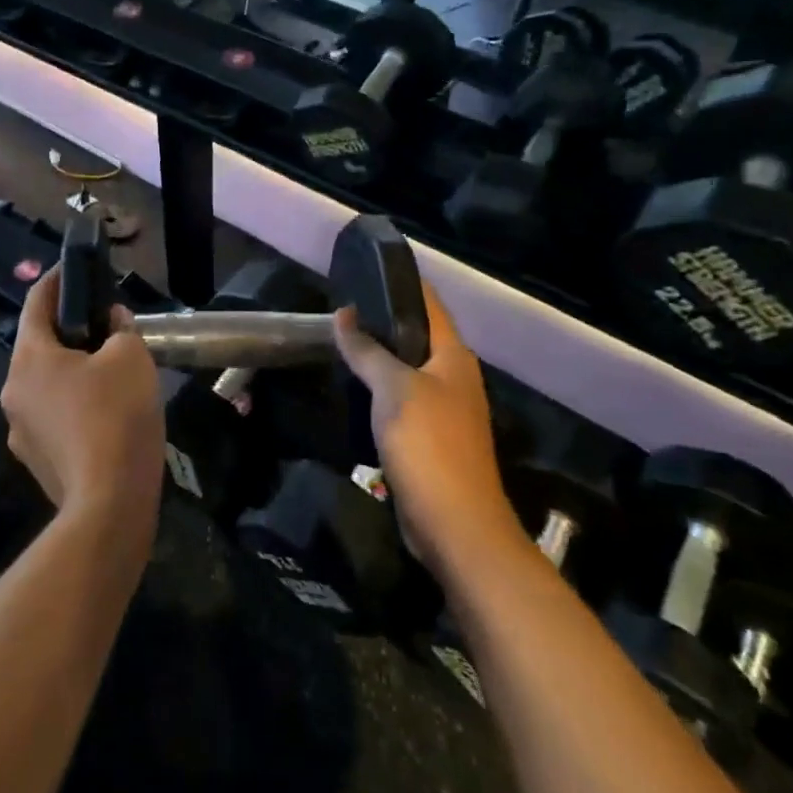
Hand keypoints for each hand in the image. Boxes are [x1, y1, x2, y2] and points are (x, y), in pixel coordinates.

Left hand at [0, 270, 164, 538]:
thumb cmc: (117, 416)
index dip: (56, 280)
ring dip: (71, 371)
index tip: (72, 268)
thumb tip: (112, 322)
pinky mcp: (35, 460)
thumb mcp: (131, 358)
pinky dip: (73, 405)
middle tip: (104, 325)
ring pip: (46, 385)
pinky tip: (104, 414)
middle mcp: (13, 390)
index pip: (36, 303)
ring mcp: (20, 430)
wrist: (110, 503)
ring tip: (109, 372)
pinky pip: (53, 417)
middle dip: (69, 331)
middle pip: (39, 346)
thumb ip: (121, 329)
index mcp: (29, 358)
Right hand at [332, 283, 517, 572]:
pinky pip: (401, 400)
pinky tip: (352, 388)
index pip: (428, 304)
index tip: (363, 268)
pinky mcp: (430, 438)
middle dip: (381, 319)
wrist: (454, 525)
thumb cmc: (428, 445)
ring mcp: (444, 409)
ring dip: (378, 356)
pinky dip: (378, 389)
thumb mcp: (393, 389)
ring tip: (338, 340)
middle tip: (338, 307)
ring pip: (407, 369)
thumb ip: (368, 350)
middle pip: (417, 335)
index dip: (400, 283)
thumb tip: (344, 314)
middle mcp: (454, 376)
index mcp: (454, 356)